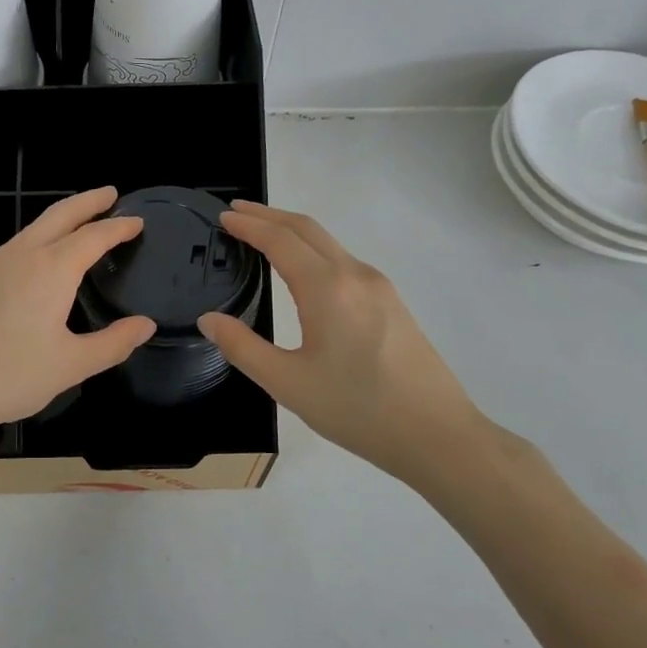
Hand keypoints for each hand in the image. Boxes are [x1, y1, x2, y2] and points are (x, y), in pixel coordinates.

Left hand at [0, 187, 155, 460]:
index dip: (118, 227)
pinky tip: (42, 256)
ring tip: (82, 221)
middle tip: (110, 193)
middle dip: (88, 202)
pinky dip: (41, 236)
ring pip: (35, 227)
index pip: (94, 236)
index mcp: (52, 269)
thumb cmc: (11, 376)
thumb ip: (113, 343)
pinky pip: (18, 243)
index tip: (137, 221)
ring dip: (62, 217)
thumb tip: (145, 325)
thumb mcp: (71, 365)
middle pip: (61, 215)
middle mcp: (23, 255)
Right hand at [197, 200, 487, 477]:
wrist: (437, 434)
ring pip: (329, 243)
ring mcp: (379, 286)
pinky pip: (344, 261)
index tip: (223, 217)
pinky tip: (303, 270)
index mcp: (327, 288)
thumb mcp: (288, 383)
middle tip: (237, 213)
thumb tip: (209, 320)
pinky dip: (313, 250)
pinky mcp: (391, 302)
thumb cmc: (357, 409)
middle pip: (307, 228)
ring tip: (263, 235)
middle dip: (269, 215)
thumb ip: (242, 347)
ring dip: (292, 231)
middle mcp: (354, 275)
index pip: (280, 240)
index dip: (249, 225)